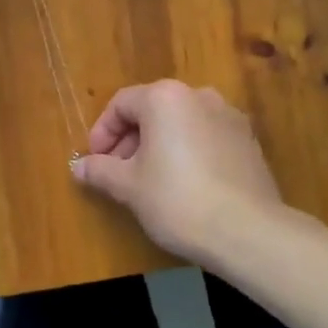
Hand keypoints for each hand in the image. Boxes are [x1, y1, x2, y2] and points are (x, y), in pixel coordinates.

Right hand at [71, 80, 284, 262]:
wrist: (248, 231)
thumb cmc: (177, 199)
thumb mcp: (129, 186)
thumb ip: (101, 170)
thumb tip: (79, 167)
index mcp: (165, 97)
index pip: (121, 103)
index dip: (102, 132)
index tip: (95, 161)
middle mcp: (198, 95)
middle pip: (152, 110)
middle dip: (130, 139)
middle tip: (118, 173)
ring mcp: (229, 116)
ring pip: (181, 123)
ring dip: (159, 145)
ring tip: (149, 181)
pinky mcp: (248, 141)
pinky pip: (206, 138)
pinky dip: (187, 152)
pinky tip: (184, 186)